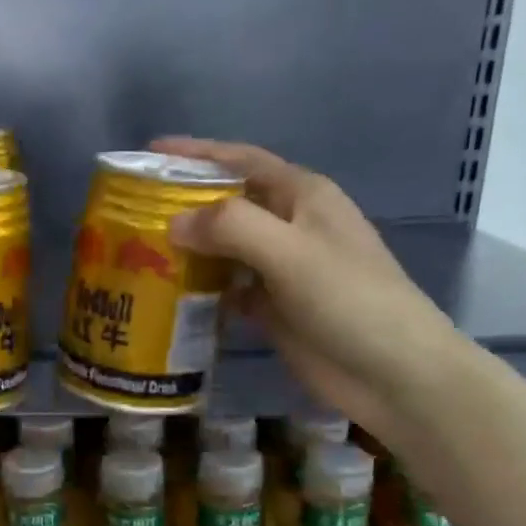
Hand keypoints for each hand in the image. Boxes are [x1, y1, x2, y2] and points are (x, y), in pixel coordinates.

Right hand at [156, 137, 463, 440]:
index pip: (242, 160)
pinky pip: (228, 290)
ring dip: (188, 250)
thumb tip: (174, 222)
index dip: (198, 153)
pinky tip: (170, 297)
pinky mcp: (274, 309)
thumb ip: (232, 228)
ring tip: (139, 254)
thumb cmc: (349, 300)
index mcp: (302, 197)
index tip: (151, 152)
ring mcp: (282, 270)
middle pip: (229, 204)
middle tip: (133, 213)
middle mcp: (290, 226)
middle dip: (184, 204)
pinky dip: (201, 291)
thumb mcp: (291, 252)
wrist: (393, 373)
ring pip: (225, 249)